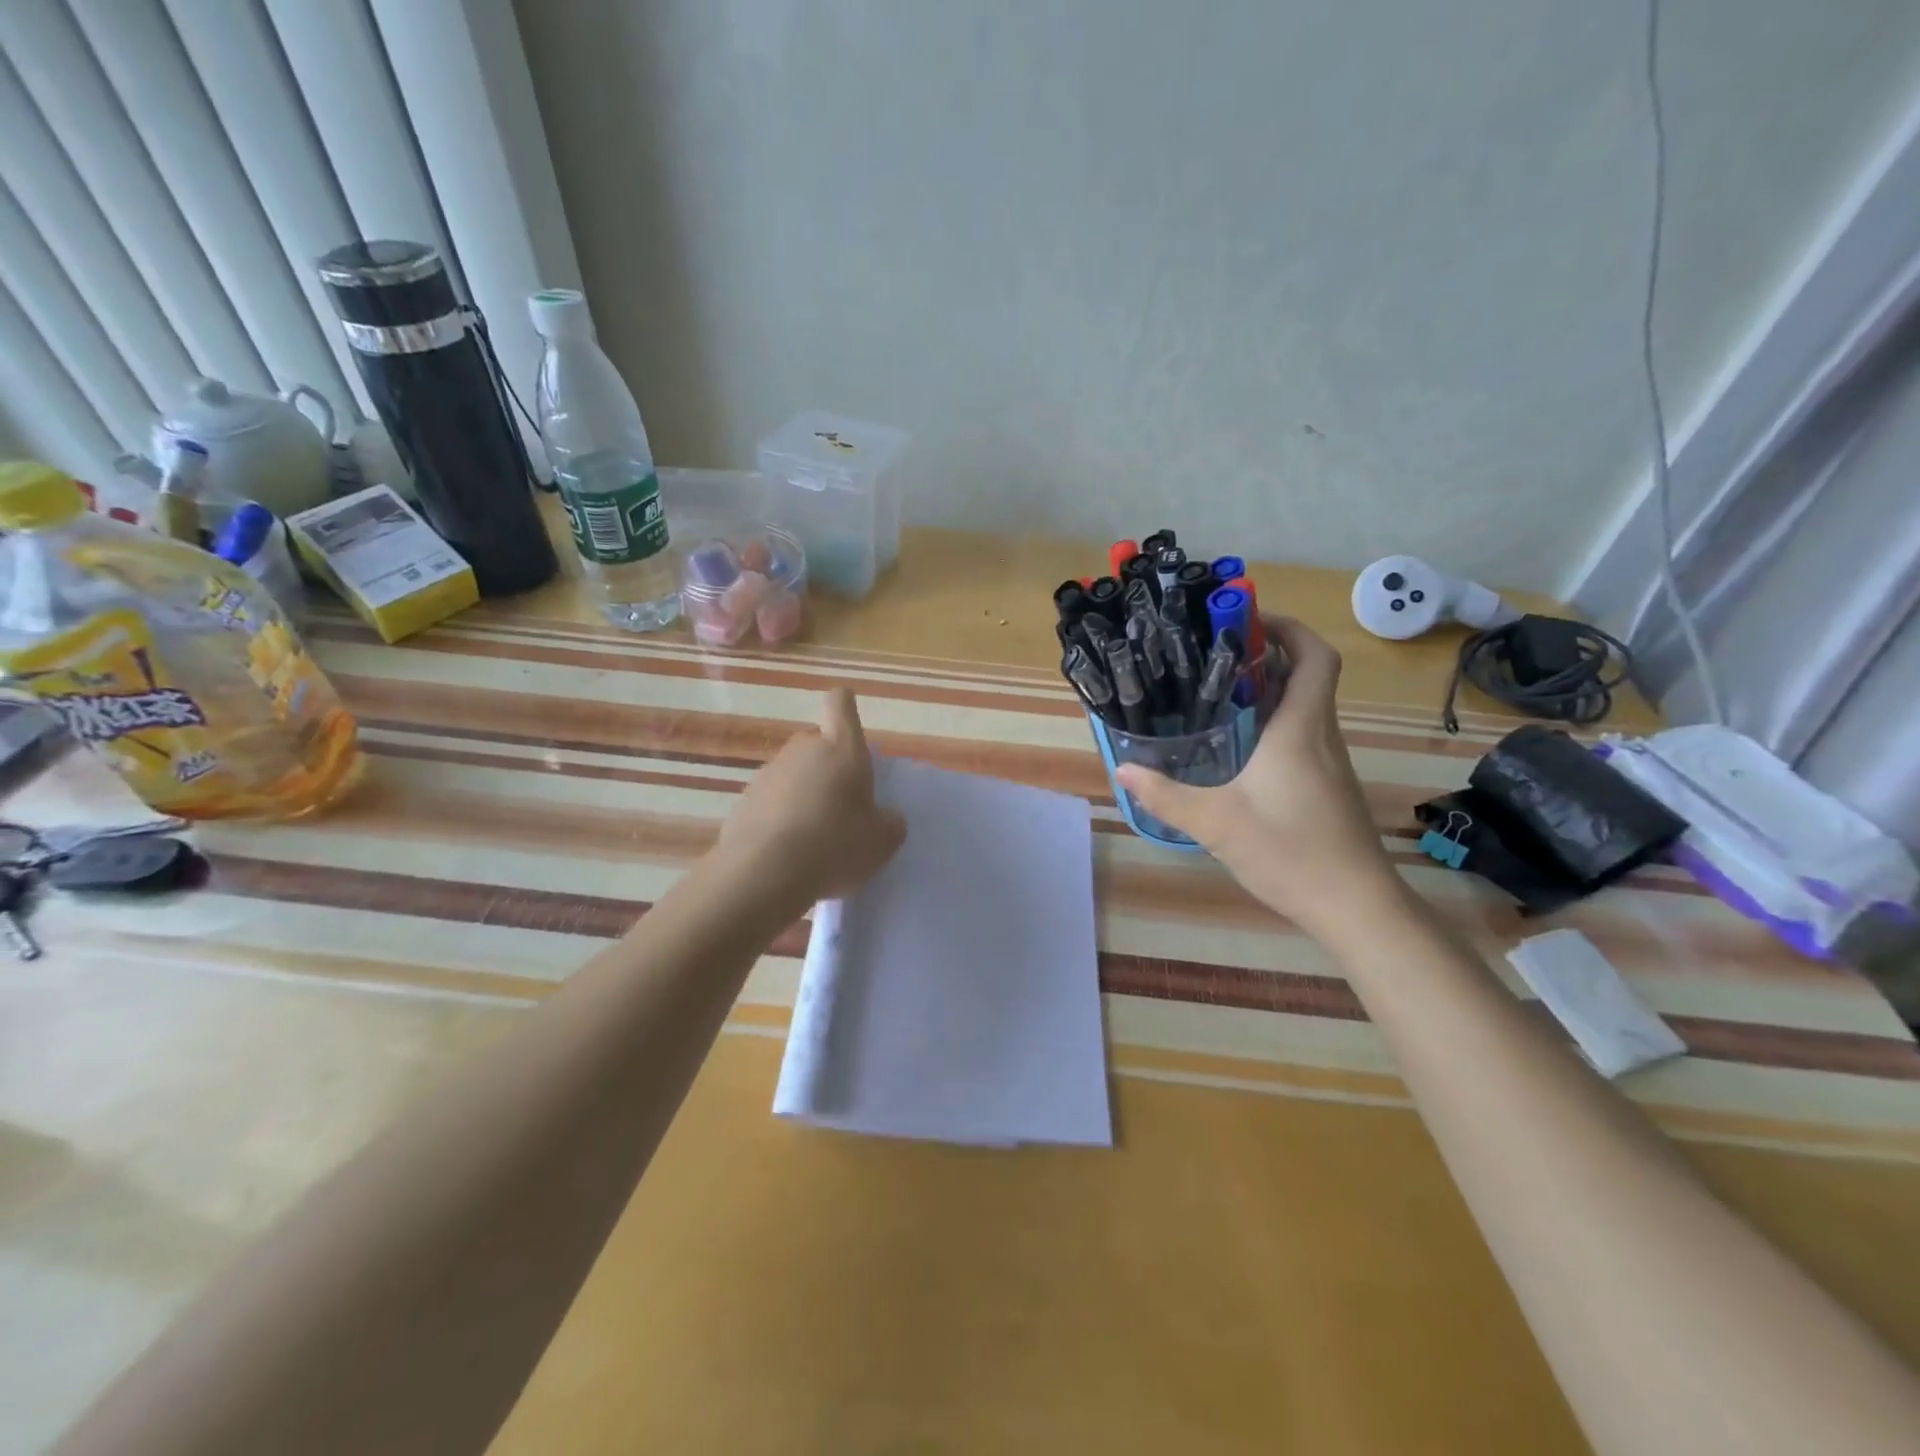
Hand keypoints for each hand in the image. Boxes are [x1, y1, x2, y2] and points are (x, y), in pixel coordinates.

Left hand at [715, 687, 906, 909]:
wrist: (763, 873)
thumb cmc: (834, 845)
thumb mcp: (881, 841)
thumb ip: (889, 823)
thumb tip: (886, 817)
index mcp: (842, 749)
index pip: (840, 705)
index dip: (845, 706)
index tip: (848, 721)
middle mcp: (803, 750)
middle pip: (818, 744)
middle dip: (830, 766)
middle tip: (843, 804)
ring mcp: (769, 773)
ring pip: (794, 773)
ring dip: (804, 793)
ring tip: (814, 835)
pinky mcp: (744, 800)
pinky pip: (772, 800)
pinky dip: (781, 816)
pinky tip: (787, 849)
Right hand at [1116, 616, 1402, 937]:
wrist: (1356, 906)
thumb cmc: (1290, 852)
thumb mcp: (1216, 824)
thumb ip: (1166, 795)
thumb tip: (1123, 768)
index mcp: (1299, 729)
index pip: (1312, 657)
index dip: (1287, 628)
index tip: (1246, 620)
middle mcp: (1319, 735)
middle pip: (1308, 674)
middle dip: (1267, 653)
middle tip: (1214, 654)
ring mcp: (1328, 761)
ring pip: (1305, 704)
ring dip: (1270, 687)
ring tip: (1215, 692)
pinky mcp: (1327, 784)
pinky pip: (1302, 732)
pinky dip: (1274, 720)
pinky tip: (1237, 746)